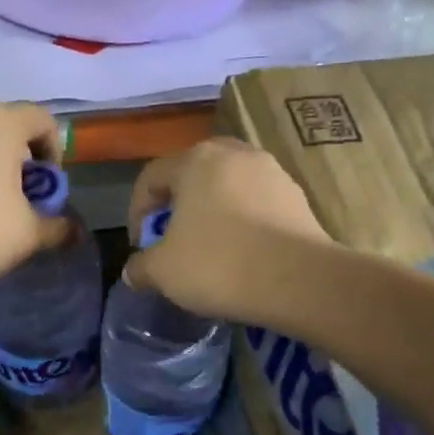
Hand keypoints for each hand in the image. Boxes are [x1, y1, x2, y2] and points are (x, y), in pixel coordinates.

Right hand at [124, 138, 331, 322]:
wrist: (300, 281)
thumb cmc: (219, 265)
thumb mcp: (163, 271)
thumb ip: (141, 266)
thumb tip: (134, 271)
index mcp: (195, 160)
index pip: (151, 177)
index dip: (137, 212)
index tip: (140, 245)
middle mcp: (234, 154)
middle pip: (192, 174)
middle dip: (177, 205)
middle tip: (172, 237)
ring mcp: (271, 171)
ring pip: (227, 186)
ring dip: (211, 210)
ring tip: (208, 246)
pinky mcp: (297, 196)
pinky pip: (256, 202)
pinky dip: (242, 220)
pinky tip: (241, 252)